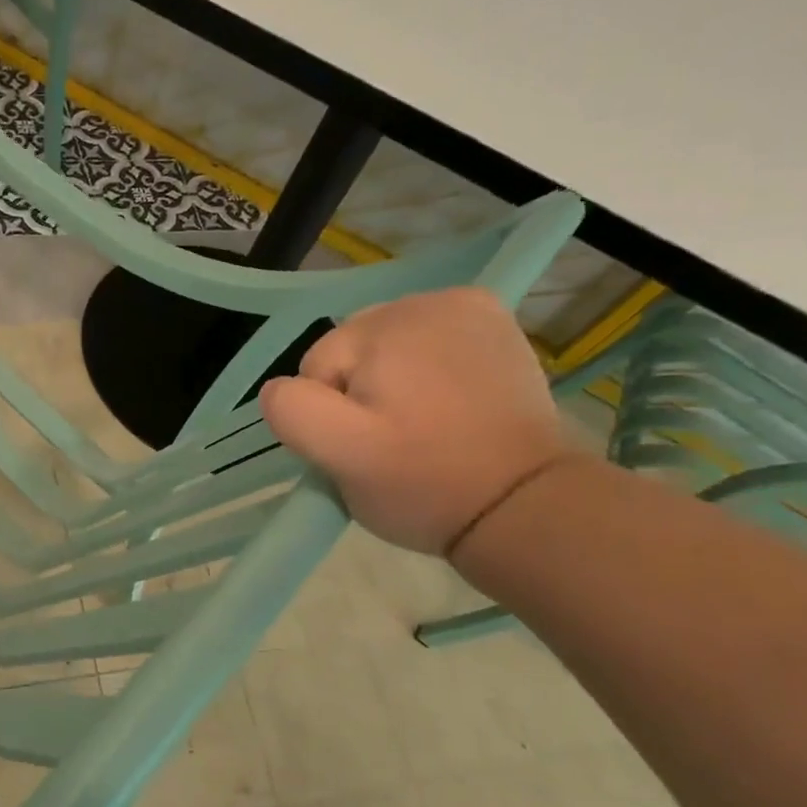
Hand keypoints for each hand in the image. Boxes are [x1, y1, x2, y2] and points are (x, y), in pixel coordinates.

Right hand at [259, 287, 573, 554]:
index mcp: (388, 325)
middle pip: (353, 351)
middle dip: (359, 393)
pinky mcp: (497, 328)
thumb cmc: (424, 483)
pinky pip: (429, 344)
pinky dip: (425, 371)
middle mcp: (430, 300)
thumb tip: (282, 388)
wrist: (525, 506)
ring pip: (388, 348)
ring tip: (422, 426)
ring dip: (390, 383)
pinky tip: (445, 404)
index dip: (329, 415)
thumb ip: (293, 409)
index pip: (317, 366)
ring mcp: (471, 310)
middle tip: (393, 441)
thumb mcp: (339, 455)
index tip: (368, 449)